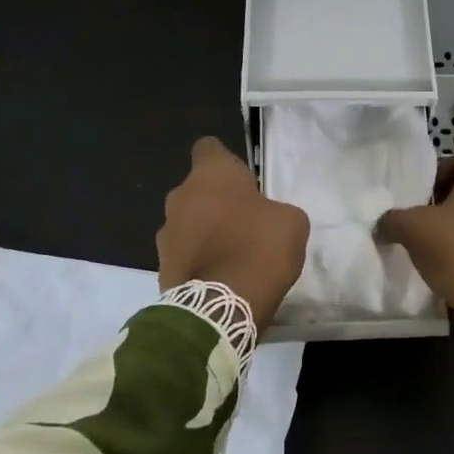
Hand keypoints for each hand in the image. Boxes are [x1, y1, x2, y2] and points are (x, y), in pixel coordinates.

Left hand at [158, 138, 309, 330]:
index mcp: (210, 174)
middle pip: (197, 190)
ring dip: (204, 232)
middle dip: (215, 201)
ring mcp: (165, 233)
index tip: (242, 179)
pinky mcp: (160, 266)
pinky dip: (198, 260)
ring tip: (231, 255)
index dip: (225, 161)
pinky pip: (184, 254)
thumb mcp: (292, 222)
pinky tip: (220, 277)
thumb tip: (266, 219)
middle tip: (243, 222)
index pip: (208, 148)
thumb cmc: (259, 249)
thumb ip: (276, 210)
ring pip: (187, 222)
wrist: (222, 306)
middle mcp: (179, 196)